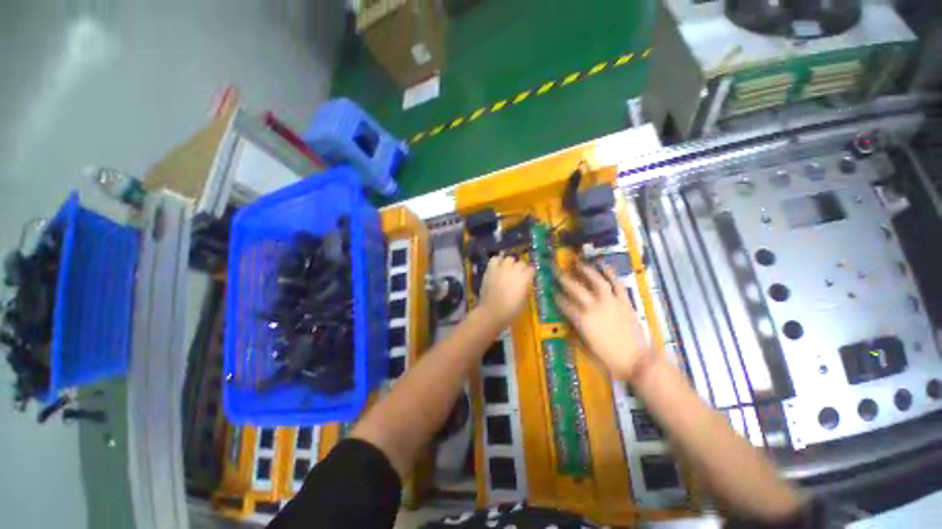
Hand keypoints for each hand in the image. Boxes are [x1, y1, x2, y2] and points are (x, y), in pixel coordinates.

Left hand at [478, 255, 533, 327]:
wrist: (491, 312)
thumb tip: (525, 283)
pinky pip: (494, 259)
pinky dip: (497, 261)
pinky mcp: (490, 270)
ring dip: (510, 263)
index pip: (531, 269)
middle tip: (519, 274)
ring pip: (509, 259)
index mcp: (524, 278)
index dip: (530, 273)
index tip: (529, 277)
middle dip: (522, 268)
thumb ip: (525, 288)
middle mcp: (514, 270)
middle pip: (521, 262)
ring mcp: (501, 268)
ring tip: (508, 269)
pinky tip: (498, 266)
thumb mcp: (524, 301)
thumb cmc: (511, 310)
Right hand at [556, 263, 655, 381]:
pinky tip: (604, 266)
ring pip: (597, 281)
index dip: (557, 297)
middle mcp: (594, 307)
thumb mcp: (585, 347)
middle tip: (557, 271)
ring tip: (579, 264)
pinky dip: (611, 274)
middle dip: (564, 279)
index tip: (552, 292)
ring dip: (587, 271)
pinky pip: (617, 284)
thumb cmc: (608, 358)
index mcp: (582, 320)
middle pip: (575, 289)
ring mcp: (610, 302)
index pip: (565, 304)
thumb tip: (568, 322)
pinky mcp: (624, 302)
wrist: (636, 361)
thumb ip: (575, 331)